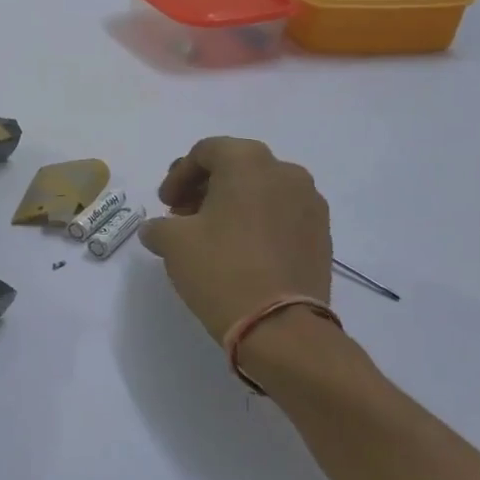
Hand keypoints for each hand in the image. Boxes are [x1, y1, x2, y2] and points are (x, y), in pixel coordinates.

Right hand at [139, 138, 334, 343]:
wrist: (281, 327)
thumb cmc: (221, 269)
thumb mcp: (172, 243)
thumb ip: (158, 226)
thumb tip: (156, 229)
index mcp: (248, 162)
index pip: (205, 152)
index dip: (178, 175)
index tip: (165, 204)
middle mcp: (286, 172)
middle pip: (236, 167)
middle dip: (205, 187)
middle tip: (183, 215)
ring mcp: (310, 203)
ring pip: (262, 190)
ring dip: (233, 204)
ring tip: (211, 234)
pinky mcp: (322, 234)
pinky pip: (282, 214)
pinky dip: (258, 222)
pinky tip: (241, 250)